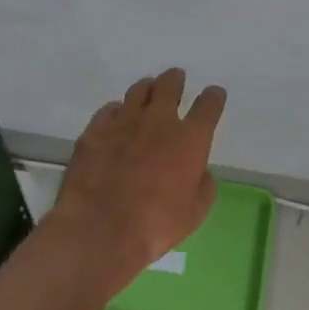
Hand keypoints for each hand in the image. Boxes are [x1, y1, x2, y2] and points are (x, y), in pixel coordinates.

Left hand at [52, 69, 226, 291]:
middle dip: (176, 80)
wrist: (99, 229)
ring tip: (148, 94)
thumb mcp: (194, 214)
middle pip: (170, 84)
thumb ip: (203, 187)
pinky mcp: (95, 129)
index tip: (214, 96)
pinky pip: (109, 109)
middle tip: (176, 81)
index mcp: (190, 139)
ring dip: (148, 89)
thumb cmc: (155, 226)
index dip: (214, 97)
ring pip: (139, 90)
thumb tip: (200, 173)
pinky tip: (117, 120)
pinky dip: (118, 111)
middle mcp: (159, 121)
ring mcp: (124, 121)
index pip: (209, 104)